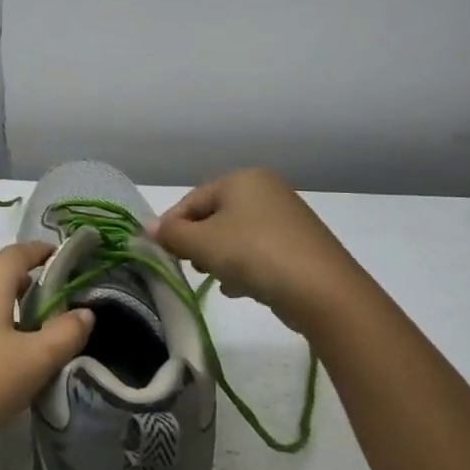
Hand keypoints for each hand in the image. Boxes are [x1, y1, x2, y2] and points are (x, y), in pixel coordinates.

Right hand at [149, 168, 359, 328]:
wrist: (322, 290)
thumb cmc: (254, 254)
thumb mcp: (203, 244)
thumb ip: (172, 234)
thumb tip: (148, 228)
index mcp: (241, 179)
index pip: (192, 200)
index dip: (172, 226)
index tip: (162, 253)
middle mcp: (265, 190)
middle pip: (215, 216)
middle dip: (198, 243)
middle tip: (191, 266)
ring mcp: (286, 217)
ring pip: (236, 235)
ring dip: (220, 257)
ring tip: (217, 280)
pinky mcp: (300, 245)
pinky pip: (259, 250)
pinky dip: (244, 266)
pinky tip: (240, 288)